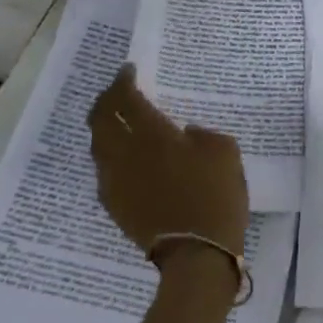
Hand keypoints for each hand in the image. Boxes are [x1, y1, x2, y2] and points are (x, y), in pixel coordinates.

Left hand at [88, 64, 247, 264]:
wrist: (197, 252)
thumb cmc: (216, 195)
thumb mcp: (225, 151)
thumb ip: (202, 134)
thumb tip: (183, 133)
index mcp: (153, 135)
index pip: (126, 99)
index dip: (124, 81)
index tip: (129, 71)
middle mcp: (125, 153)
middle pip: (100, 118)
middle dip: (106, 99)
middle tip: (118, 92)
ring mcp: (114, 180)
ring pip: (97, 144)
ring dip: (104, 126)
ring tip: (117, 121)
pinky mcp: (114, 203)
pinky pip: (104, 169)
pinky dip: (110, 154)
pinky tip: (124, 157)